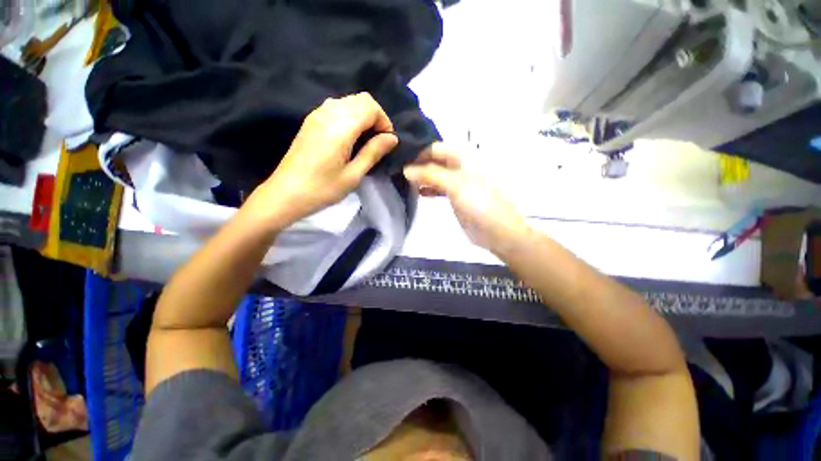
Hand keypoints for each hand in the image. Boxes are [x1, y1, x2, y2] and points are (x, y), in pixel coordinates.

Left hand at [245, 93, 397, 228]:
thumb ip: (373, 152)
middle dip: (376, 116)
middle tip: (378, 141)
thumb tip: (392, 138)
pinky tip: (350, 136)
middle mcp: (328, 113)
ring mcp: (317, 114)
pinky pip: (336, 107)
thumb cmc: (322, 189)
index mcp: (340, 127)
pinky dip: (350, 115)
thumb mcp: (353, 175)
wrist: (286, 193)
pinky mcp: (311, 120)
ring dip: (363, 115)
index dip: (384, 121)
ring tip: (366, 139)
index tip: (387, 142)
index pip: (370, 107)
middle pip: (361, 99)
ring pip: (349, 101)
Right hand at [403, 143, 530, 253]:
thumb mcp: (456, 186)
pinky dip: (428, 189)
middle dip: (418, 164)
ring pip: (435, 175)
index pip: (437, 149)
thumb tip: (406, 169)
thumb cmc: (480, 205)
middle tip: (398, 171)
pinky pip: (439, 188)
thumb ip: (431, 175)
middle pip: (435, 161)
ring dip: (422, 177)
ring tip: (405, 182)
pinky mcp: (455, 197)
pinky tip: (419, 193)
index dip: (419, 152)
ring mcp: (457, 183)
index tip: (400, 160)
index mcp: (464, 159)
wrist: (498, 232)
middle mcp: (459, 168)